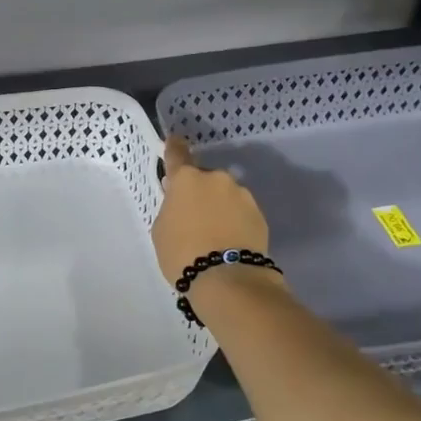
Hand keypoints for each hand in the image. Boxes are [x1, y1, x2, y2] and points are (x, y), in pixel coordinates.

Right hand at [153, 137, 271, 285]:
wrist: (228, 279)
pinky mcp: (260, 214)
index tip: (174, 141)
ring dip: (218, 206)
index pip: (177, 155)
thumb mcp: (161, 230)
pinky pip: (240, 212)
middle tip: (192, 217)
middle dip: (198, 192)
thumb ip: (170, 208)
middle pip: (203, 179)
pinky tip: (228, 241)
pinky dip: (234, 221)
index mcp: (187, 179)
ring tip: (213, 234)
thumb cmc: (183, 253)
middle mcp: (216, 179)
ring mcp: (242, 195)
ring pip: (225, 196)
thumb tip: (181, 203)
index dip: (174, 148)